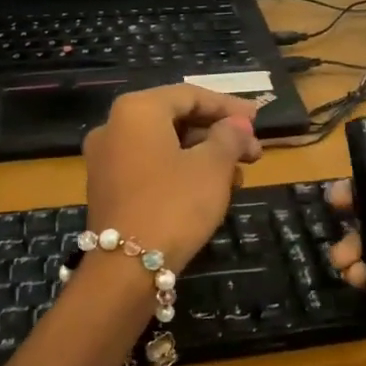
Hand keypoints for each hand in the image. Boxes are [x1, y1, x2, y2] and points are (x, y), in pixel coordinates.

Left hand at [83, 85, 263, 270]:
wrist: (126, 270)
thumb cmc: (174, 204)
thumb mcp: (213, 167)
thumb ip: (229, 137)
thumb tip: (237, 125)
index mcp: (137, 110)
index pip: (190, 95)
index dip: (228, 106)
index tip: (259, 119)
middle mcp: (114, 127)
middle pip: (177, 119)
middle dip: (219, 134)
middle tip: (254, 151)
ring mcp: (106, 160)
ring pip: (166, 145)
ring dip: (205, 155)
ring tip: (239, 176)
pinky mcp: (108, 189)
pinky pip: (151, 166)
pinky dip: (182, 170)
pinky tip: (211, 190)